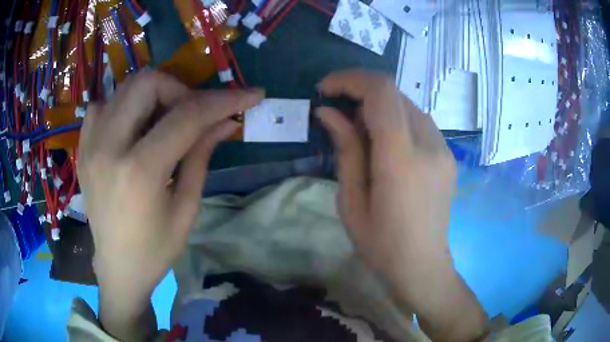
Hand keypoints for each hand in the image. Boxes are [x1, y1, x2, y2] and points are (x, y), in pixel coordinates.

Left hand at [77, 71, 263, 339]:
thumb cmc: (155, 249)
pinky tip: (132, 127)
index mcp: (139, 171)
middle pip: (147, 83)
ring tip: (164, 120)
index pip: (187, 116)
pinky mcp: (83, 148)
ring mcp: (90, 145)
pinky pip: (102, 106)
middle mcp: (108, 147)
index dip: (224, 100)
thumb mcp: (186, 207)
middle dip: (180, 90)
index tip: (251, 94)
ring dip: (153, 95)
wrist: (117, 267)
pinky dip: (123, 106)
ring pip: (124, 87)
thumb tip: (225, 122)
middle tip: (192, 114)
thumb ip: (201, 155)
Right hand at [317, 70, 485, 341]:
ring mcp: (444, 148)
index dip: (350, 79)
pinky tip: (385, 144)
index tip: (325, 89)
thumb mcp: (351, 201)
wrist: (423, 266)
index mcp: (402, 160)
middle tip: (337, 113)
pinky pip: (419, 121)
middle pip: (394, 93)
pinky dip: (395, 118)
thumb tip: (328, 112)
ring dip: (378, 105)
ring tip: (359, 131)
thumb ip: (345, 150)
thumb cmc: (381, 245)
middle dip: (360, 91)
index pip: (381, 93)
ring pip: (407, 104)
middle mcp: (430, 145)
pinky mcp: (448, 155)